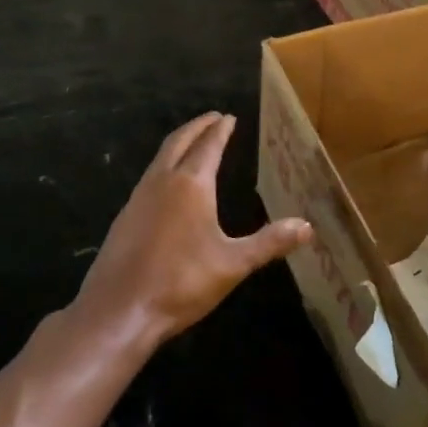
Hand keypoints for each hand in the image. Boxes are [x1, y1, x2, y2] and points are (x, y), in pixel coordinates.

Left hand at [72, 112, 311, 350]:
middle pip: (179, 142)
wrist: (120, 309)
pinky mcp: (125, 216)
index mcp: (190, 184)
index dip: (220, 130)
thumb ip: (269, 243)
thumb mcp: (233, 264)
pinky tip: (168, 183)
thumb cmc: (181, 282)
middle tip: (212, 118)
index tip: (228, 117)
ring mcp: (139, 197)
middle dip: (197, 127)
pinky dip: (163, 165)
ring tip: (193, 143)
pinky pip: (149, 177)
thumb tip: (307, 226)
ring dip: (178, 144)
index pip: (208, 146)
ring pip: (160, 157)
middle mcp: (162, 181)